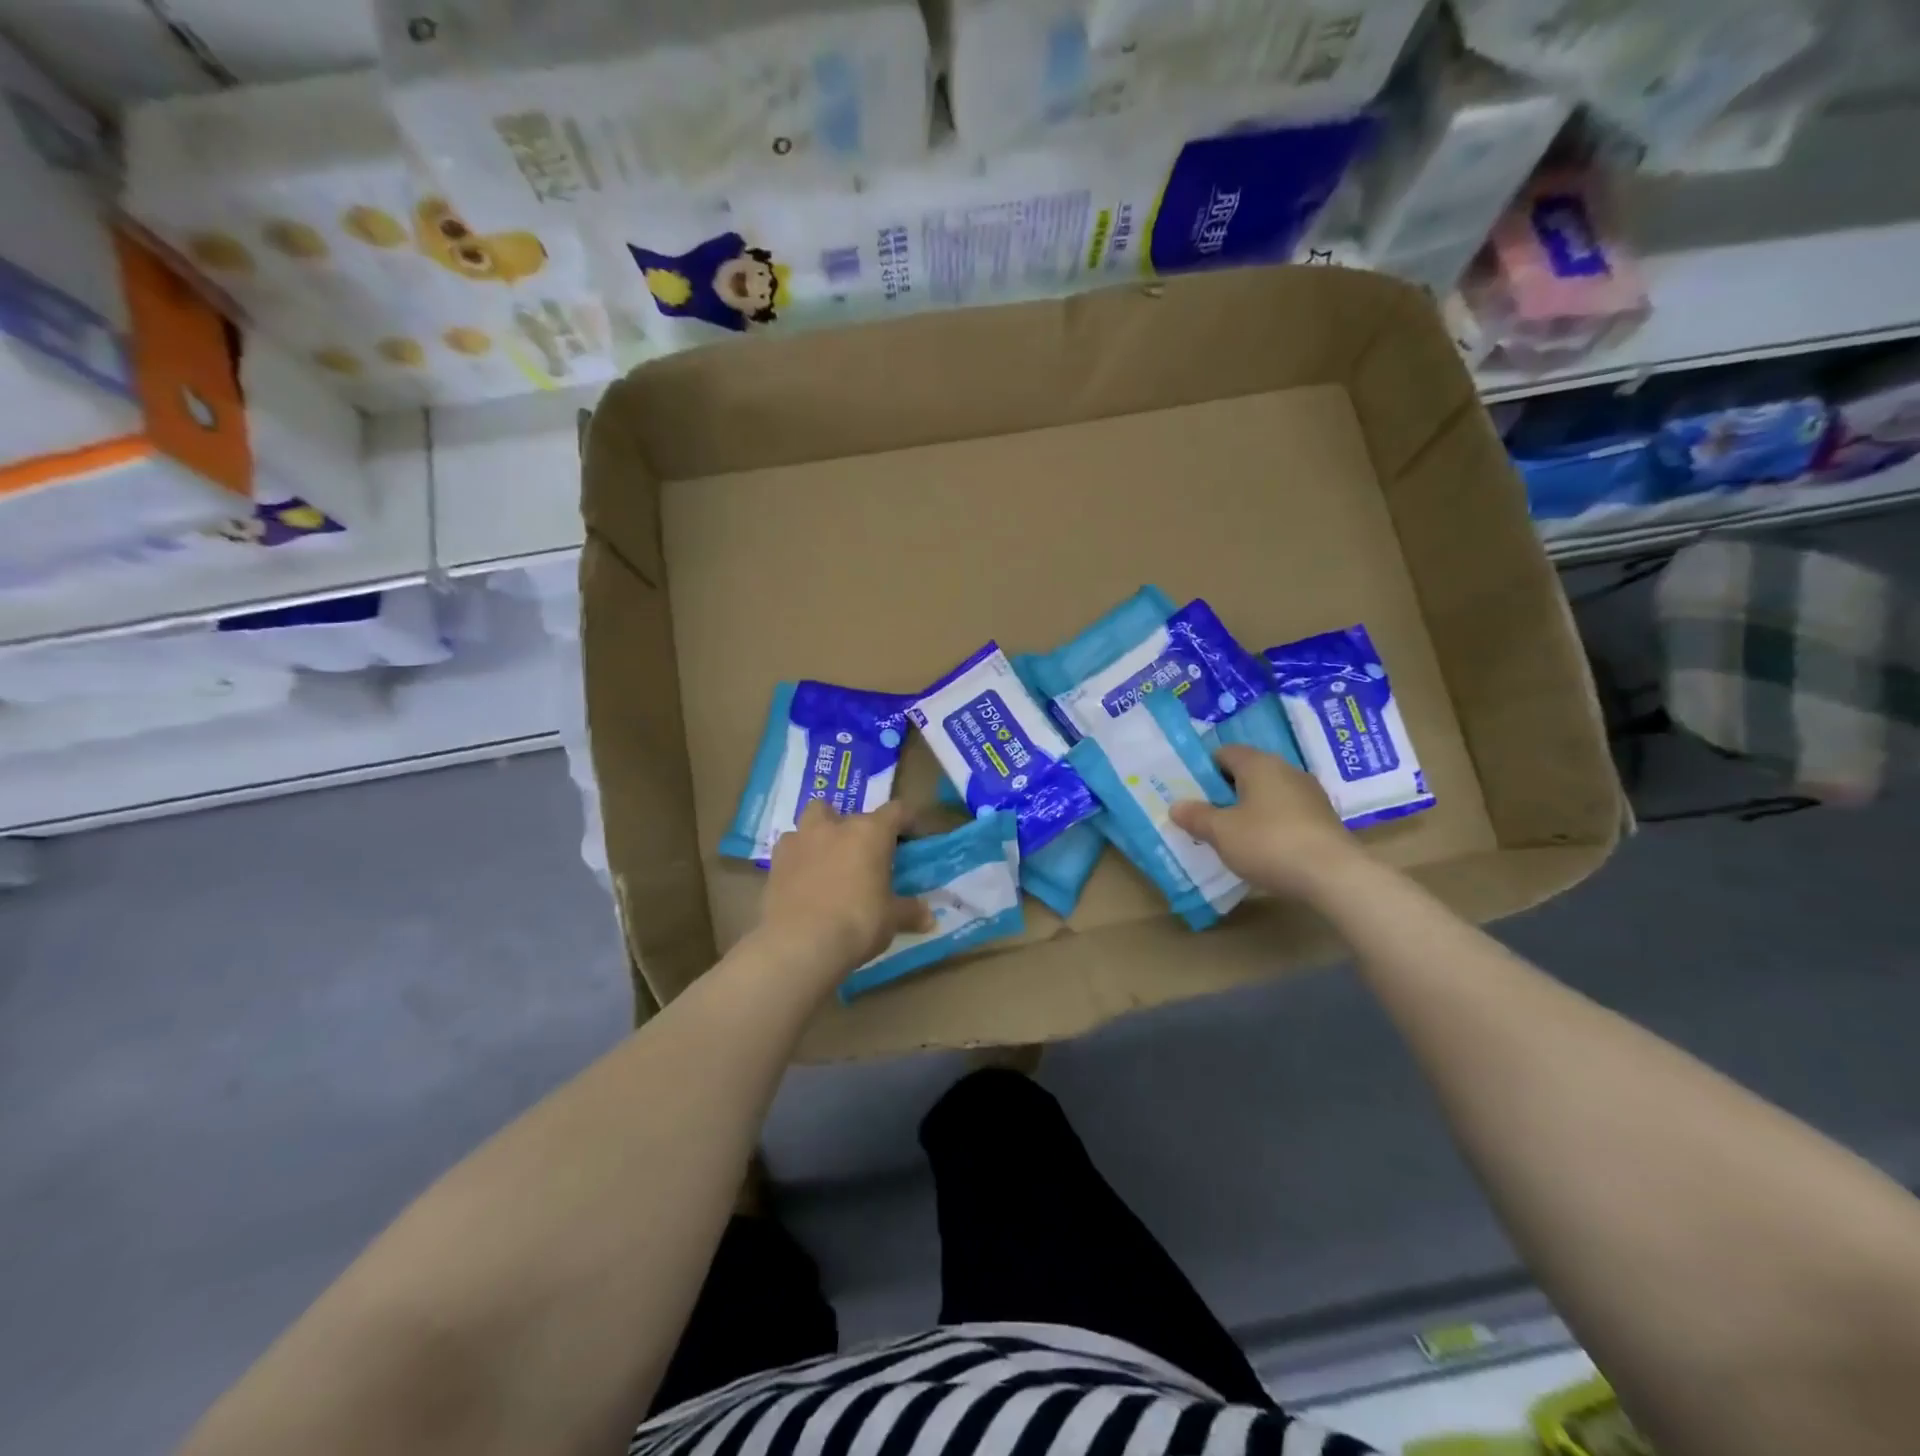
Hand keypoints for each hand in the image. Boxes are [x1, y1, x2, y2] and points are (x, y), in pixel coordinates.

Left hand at [759, 800, 932, 976]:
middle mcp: (835, 827)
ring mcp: (800, 840)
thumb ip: (910, 912)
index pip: (896, 811)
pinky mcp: (775, 862)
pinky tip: (803, 879)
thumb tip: (929, 917)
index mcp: (870, 833)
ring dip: (821, 833)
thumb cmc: (857, 923)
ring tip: (829, 860)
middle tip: (864, 854)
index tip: (913, 837)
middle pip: (849, 811)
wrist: (799, 944)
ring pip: (812, 820)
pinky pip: (790, 848)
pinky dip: (798, 857)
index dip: (907, 821)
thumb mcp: (891, 920)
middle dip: (857, 828)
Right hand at [1168, 745, 1366, 899]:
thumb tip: (1177, 806)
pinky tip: (1263, 848)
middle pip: (1247, 773)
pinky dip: (1271, 825)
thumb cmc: (1269, 843)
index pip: (1224, 753)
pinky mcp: (1324, 819)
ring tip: (1231, 836)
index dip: (1204, 770)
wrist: (1334, 876)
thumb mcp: (1221, 832)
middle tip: (1205, 816)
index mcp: (1259, 764)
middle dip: (1225, 792)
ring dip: (1249, 810)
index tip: (1190, 793)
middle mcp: (1286, 770)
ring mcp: (1309, 794)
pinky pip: (1287, 813)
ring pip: (1268, 794)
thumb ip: (1197, 816)